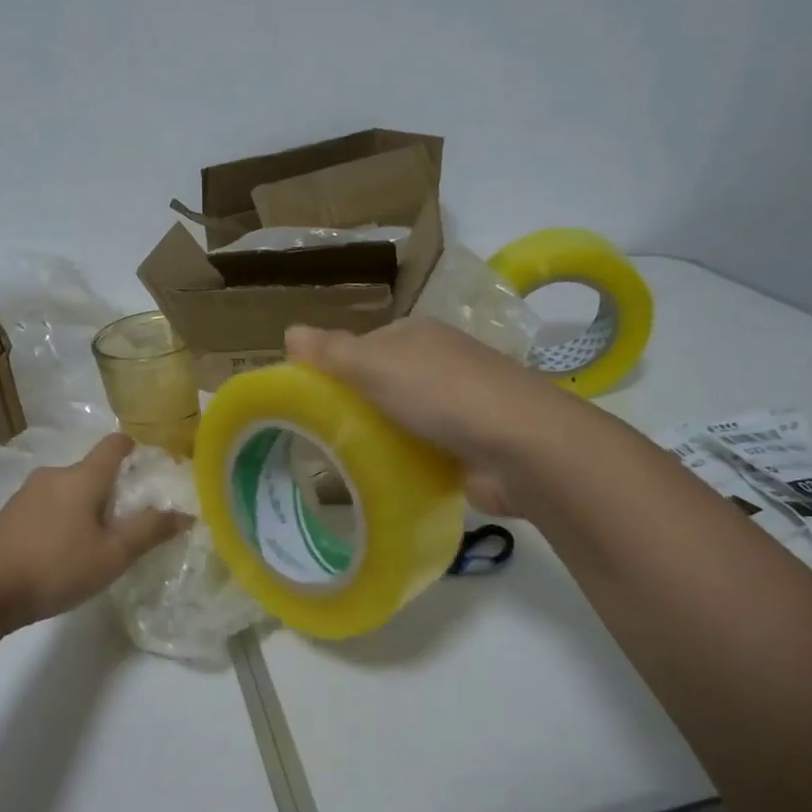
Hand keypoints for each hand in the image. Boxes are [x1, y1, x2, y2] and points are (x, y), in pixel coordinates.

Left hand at [0, 434, 189, 627]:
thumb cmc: (56, 567)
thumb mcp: (113, 555)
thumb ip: (150, 531)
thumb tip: (185, 513)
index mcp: (83, 477)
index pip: (114, 444)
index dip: (134, 448)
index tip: (149, 465)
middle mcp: (54, 475)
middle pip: (92, 471)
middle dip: (113, 490)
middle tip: (129, 522)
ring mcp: (26, 494)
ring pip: (69, 491)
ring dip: (86, 507)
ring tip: (97, 542)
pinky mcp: (9, 515)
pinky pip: (48, 507)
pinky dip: (63, 520)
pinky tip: (63, 552)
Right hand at [285, 318, 559, 516]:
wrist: (522, 448)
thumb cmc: (443, 394)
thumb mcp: (377, 366)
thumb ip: (332, 352)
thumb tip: (289, 331)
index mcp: (417, 335)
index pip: (361, 348)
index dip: (332, 370)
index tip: (305, 401)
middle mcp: (438, 364)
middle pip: (380, 385)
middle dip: (352, 409)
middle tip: (317, 438)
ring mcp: (456, 407)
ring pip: (398, 421)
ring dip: (375, 439)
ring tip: (338, 464)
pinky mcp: (466, 447)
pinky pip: (420, 452)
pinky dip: (401, 463)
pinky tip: (379, 480)